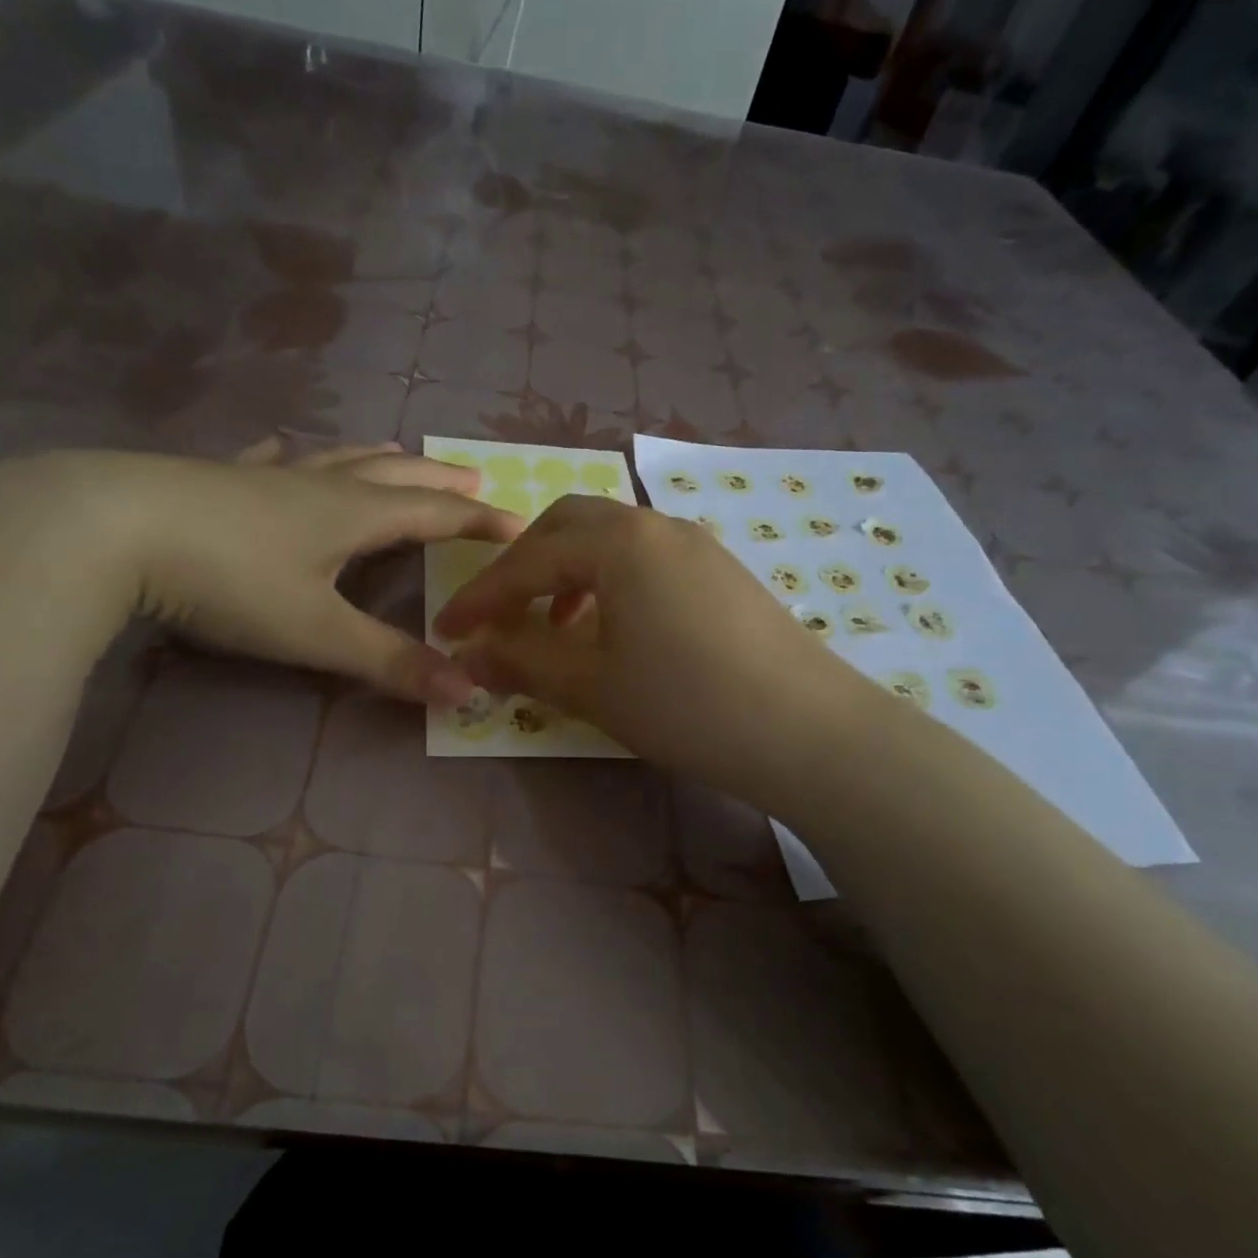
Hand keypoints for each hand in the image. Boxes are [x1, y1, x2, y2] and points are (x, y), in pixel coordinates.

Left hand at [51, 442, 522, 706]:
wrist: (114, 529)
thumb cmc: (231, 581)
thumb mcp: (317, 632)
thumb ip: (391, 663)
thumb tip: (468, 692)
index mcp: (355, 515)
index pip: (437, 514)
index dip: (481, 522)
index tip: (520, 525)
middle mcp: (321, 485)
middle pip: (397, 475)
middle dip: (440, 481)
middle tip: (474, 478)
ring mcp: (268, 475)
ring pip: (340, 460)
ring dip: (380, 460)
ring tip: (402, 456)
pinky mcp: (221, 478)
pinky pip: (270, 459)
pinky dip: (292, 455)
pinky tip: (281, 450)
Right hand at [433, 495, 860, 800]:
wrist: (811, 732)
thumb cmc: (688, 704)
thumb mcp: (592, 685)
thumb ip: (522, 661)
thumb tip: (467, 654)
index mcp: (619, 542)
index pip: (528, 559)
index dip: (481, 596)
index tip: (446, 628)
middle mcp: (657, 525)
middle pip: (568, 525)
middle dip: (523, 566)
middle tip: (500, 615)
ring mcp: (696, 544)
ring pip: (610, 539)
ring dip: (567, 572)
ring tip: (555, 626)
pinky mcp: (721, 571)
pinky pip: (645, 558)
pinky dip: (609, 582)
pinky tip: (613, 629)